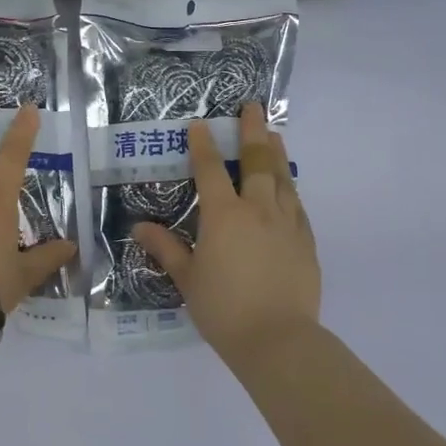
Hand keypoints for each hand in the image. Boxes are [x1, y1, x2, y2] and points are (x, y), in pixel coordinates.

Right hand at [133, 103, 320, 359]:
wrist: (278, 339)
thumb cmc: (223, 309)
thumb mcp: (187, 279)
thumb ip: (166, 248)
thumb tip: (139, 227)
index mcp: (224, 216)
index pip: (211, 170)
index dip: (204, 145)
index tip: (200, 124)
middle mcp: (257, 209)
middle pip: (256, 161)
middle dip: (252, 131)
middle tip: (252, 107)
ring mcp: (287, 222)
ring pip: (281, 177)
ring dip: (275, 152)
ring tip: (273, 133)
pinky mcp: (306, 240)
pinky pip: (297, 203)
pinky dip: (289, 186)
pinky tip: (287, 183)